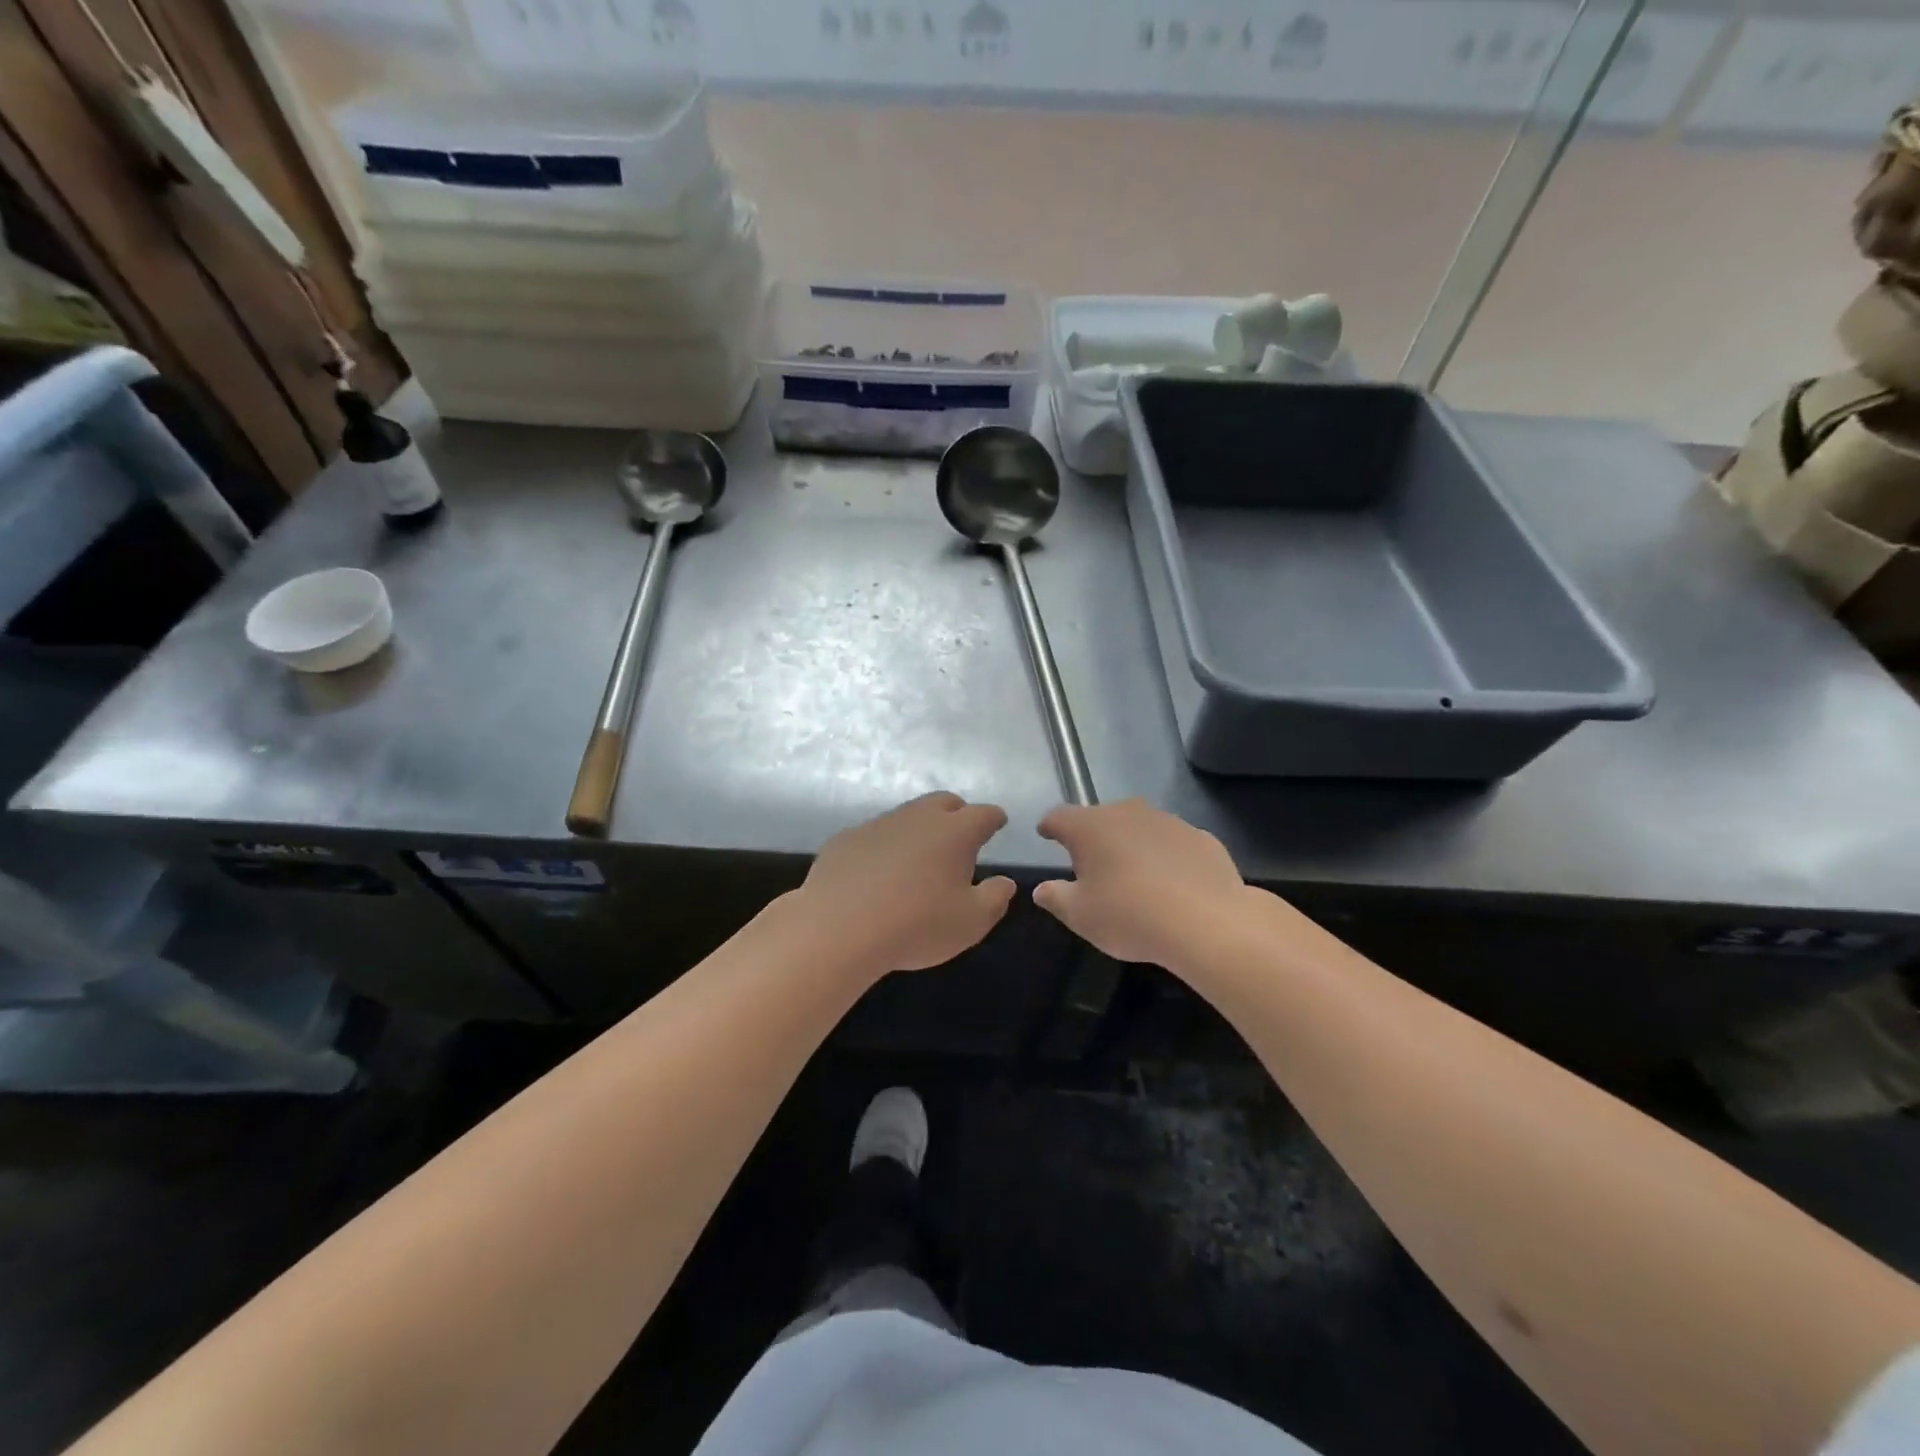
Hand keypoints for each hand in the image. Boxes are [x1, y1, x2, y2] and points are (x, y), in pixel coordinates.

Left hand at [799, 793, 1016, 973]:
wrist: (839, 927)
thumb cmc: (916, 925)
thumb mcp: (971, 922)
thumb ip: (995, 898)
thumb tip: (1005, 882)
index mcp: (955, 832)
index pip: (984, 814)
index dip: (994, 819)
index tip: (998, 824)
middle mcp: (918, 817)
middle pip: (945, 802)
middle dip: (958, 813)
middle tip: (960, 837)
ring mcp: (879, 824)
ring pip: (907, 815)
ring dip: (919, 829)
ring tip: (919, 857)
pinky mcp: (846, 838)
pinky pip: (875, 835)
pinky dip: (885, 846)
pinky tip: (878, 872)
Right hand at [1033, 799, 1246, 966]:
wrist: (1207, 922)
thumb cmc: (1130, 916)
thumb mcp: (1080, 916)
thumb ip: (1056, 898)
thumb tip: (1042, 890)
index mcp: (1090, 827)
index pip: (1059, 817)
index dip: (1050, 826)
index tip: (1046, 834)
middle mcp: (1127, 813)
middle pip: (1101, 819)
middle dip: (1093, 837)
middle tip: (1092, 866)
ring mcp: (1168, 821)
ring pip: (1140, 828)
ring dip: (1132, 844)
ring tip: (1135, 876)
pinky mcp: (1201, 837)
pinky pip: (1173, 843)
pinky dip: (1167, 857)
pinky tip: (1172, 884)